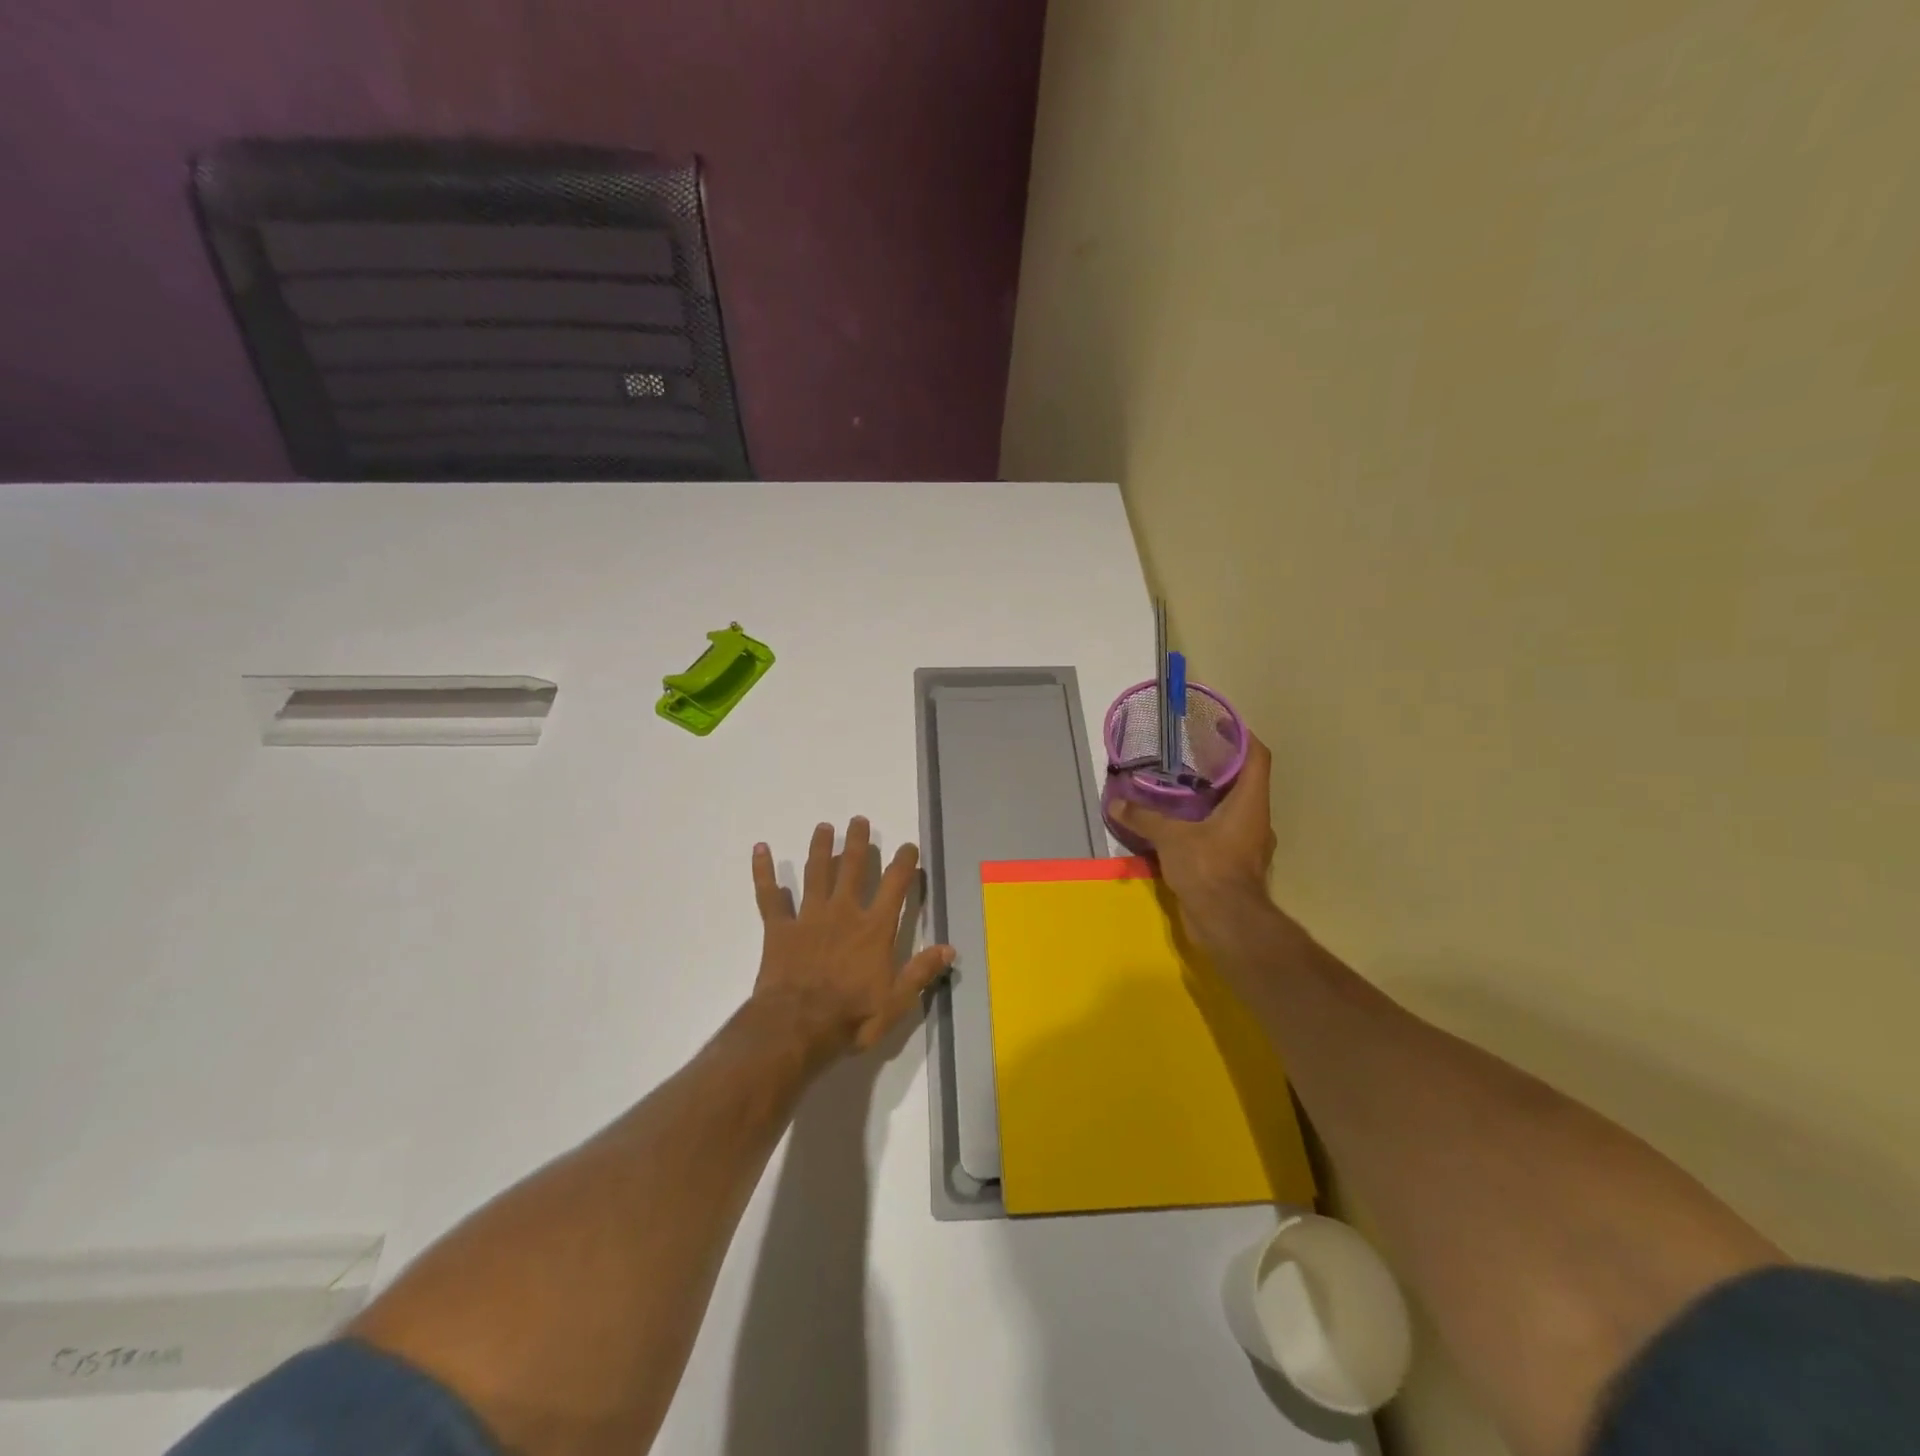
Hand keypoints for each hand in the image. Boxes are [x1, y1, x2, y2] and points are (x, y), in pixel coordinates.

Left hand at [750, 817, 955, 1060]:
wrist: (798, 1026)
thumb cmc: (852, 1016)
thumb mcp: (897, 1001)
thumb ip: (921, 971)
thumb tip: (950, 949)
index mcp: (874, 928)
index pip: (895, 885)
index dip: (904, 863)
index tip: (908, 847)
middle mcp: (844, 912)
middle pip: (853, 868)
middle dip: (857, 842)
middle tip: (859, 820)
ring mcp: (809, 917)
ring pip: (816, 873)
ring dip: (820, 848)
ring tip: (823, 827)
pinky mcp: (779, 929)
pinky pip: (769, 896)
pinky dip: (763, 872)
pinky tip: (760, 850)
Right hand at [1109, 733, 1278, 942]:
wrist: (1227, 923)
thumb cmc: (1209, 868)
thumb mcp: (1171, 838)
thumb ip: (1145, 818)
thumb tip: (1116, 804)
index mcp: (1250, 803)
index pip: (1257, 758)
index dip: (1242, 736)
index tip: (1221, 724)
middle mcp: (1256, 819)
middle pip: (1245, 782)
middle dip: (1221, 766)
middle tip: (1189, 753)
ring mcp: (1249, 844)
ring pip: (1234, 809)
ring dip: (1212, 797)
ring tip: (1180, 786)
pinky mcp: (1236, 864)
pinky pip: (1223, 833)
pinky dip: (1205, 824)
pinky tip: (1180, 824)